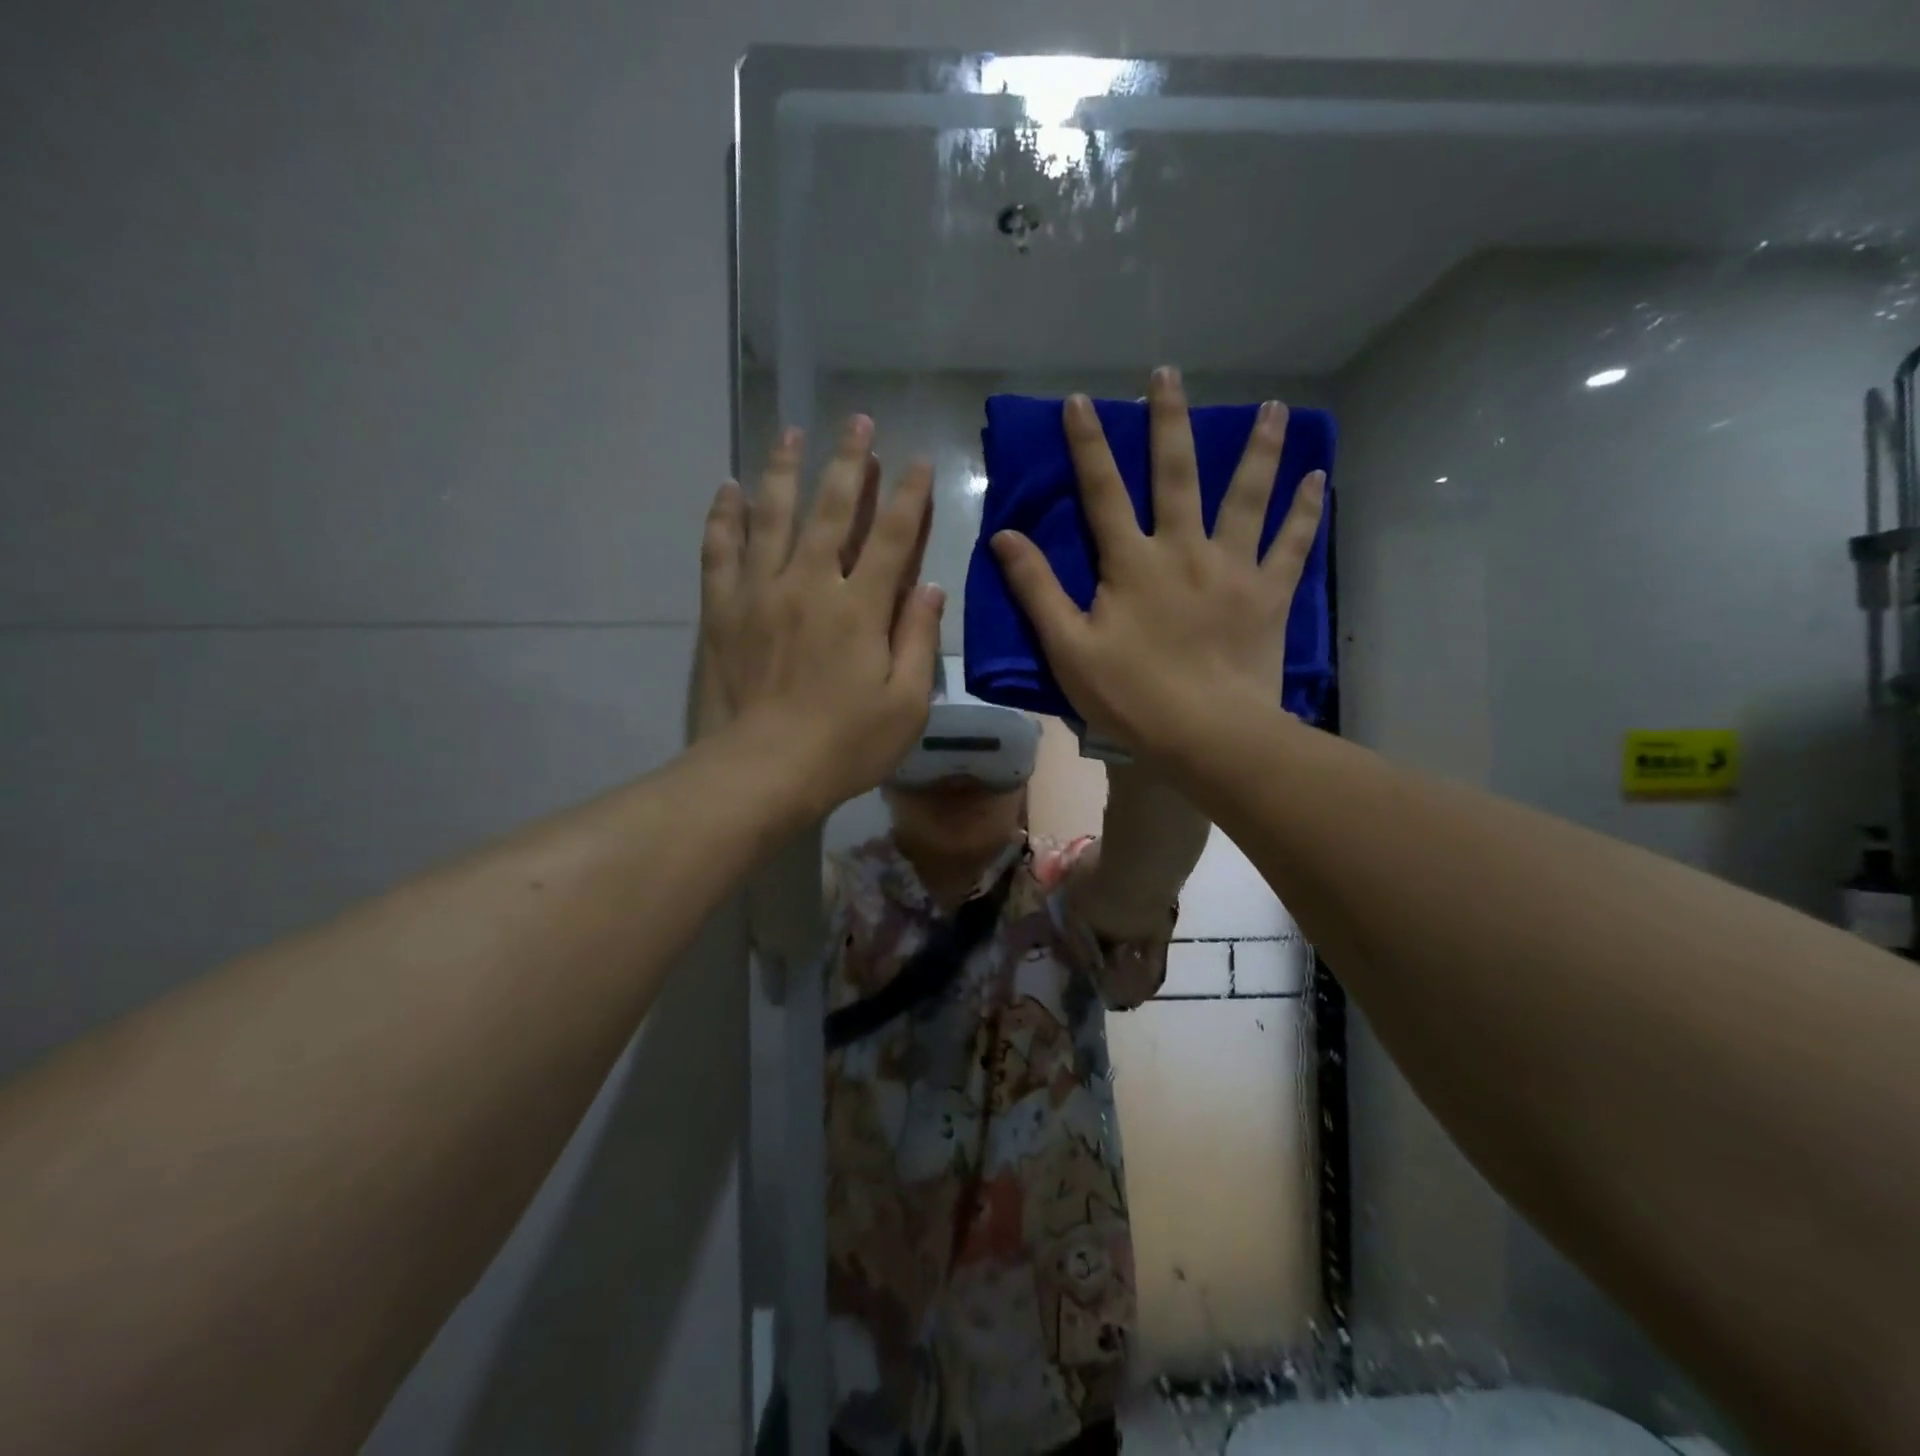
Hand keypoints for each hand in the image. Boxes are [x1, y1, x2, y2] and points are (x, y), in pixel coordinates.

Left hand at [701, 414, 942, 813]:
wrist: (762, 771)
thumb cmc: (845, 745)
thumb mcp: (906, 704)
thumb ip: (918, 639)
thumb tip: (930, 586)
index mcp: (860, 607)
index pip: (891, 536)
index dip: (908, 495)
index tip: (917, 460)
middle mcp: (810, 584)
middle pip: (831, 509)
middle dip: (849, 462)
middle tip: (857, 421)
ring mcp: (761, 592)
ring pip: (772, 515)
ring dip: (784, 470)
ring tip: (791, 432)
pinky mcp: (723, 610)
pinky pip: (720, 550)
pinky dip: (725, 516)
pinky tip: (728, 488)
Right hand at [990, 367, 1324, 758]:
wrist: (1208, 734)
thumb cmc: (1131, 696)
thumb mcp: (1068, 648)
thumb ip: (1037, 589)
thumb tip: (1005, 536)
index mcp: (1131, 563)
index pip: (1103, 491)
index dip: (1089, 445)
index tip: (1082, 401)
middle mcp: (1183, 549)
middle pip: (1176, 474)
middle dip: (1169, 421)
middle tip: (1169, 374)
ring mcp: (1232, 568)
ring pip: (1247, 496)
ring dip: (1258, 449)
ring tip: (1273, 407)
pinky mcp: (1268, 594)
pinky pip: (1291, 544)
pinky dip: (1306, 510)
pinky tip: (1318, 477)